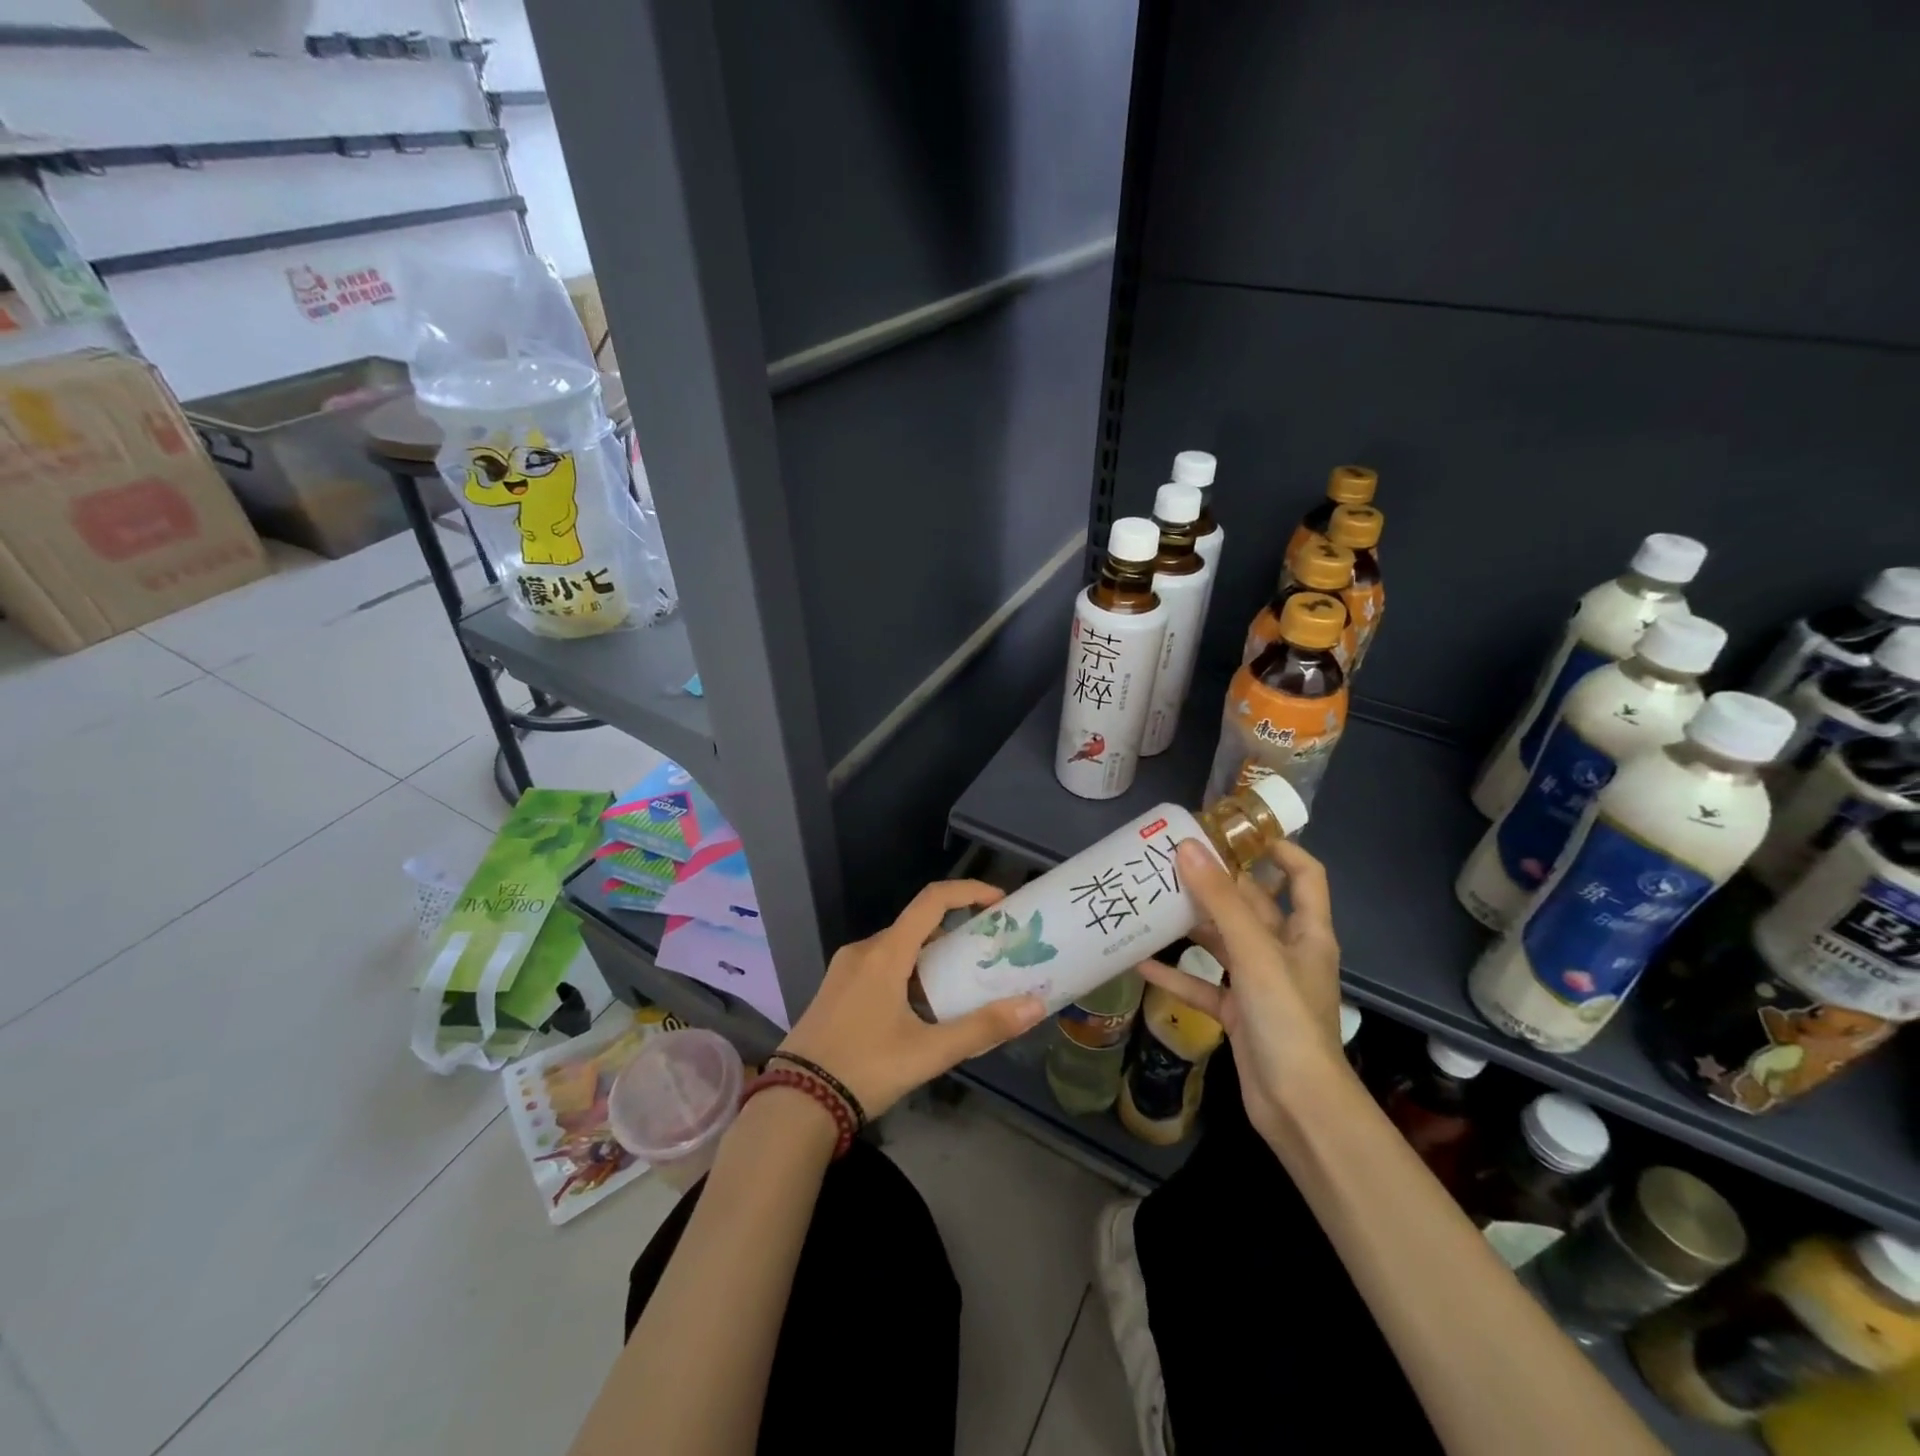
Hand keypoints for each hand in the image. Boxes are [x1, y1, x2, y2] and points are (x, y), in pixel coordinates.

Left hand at [777, 880, 1047, 1117]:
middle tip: (986, 955)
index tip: (999, 902)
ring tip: (959, 985)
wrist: (795, 1104)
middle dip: (954, 934)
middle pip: (917, 926)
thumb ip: (982, 1028)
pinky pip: (879, 966)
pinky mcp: (835, 989)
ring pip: (897, 949)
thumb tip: (1033, 1006)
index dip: (968, 891)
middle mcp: (863, 950)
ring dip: (930, 958)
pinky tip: (920, 1009)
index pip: (932, 901)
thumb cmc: (865, 1069)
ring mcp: (844, 969)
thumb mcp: (929, 1052)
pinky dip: (907, 973)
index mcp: (885, 953)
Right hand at [1137, 838, 1348, 1144]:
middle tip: (1172, 860)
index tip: (1235, 832)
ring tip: (1151, 900)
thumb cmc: (1287, 1020)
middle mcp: (1285, 952)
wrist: (1298, 1106)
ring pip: (1223, 941)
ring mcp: (1261, 983)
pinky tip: (1141, 960)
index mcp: (1306, 932)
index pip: (1304, 875)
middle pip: (1252, 904)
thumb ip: (1219, 901)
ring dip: (1192, 924)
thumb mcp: (1254, 953)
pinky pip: (1204, 983)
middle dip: (1217, 882)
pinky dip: (1177, 972)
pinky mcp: (1239, 1012)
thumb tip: (1187, 847)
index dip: (1279, 848)